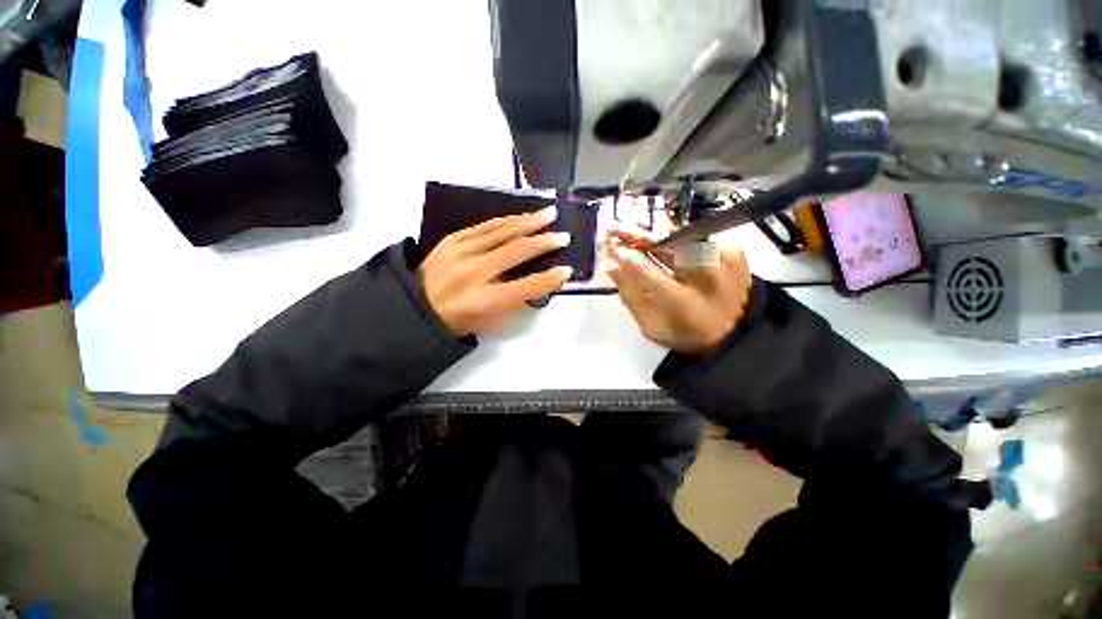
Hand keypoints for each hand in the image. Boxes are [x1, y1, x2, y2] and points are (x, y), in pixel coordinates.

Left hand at [418, 206, 571, 336]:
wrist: (417, 306)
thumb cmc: (459, 319)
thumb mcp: (490, 321)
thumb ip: (516, 300)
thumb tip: (541, 280)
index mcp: (484, 300)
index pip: (527, 286)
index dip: (550, 278)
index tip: (567, 270)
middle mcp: (473, 273)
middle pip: (516, 251)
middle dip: (545, 243)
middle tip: (564, 236)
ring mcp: (460, 252)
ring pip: (502, 231)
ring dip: (529, 222)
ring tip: (549, 214)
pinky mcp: (452, 239)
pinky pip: (485, 225)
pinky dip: (507, 220)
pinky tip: (522, 217)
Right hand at [607, 227, 751, 355]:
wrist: (738, 330)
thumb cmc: (687, 332)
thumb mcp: (652, 326)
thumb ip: (631, 297)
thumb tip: (612, 267)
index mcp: (683, 304)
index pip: (646, 273)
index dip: (625, 258)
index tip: (609, 249)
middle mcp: (705, 277)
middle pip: (665, 246)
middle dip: (638, 236)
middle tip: (617, 230)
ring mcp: (723, 260)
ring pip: (679, 237)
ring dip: (656, 236)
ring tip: (638, 236)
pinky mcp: (734, 250)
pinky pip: (696, 238)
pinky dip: (678, 240)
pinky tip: (667, 245)